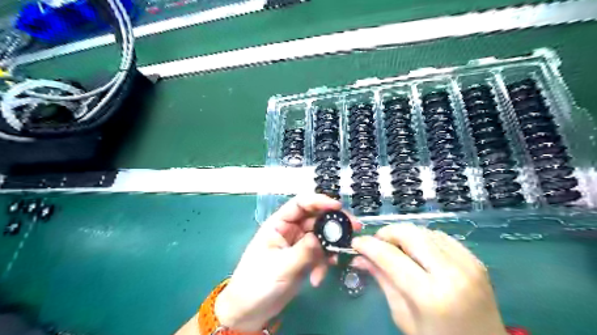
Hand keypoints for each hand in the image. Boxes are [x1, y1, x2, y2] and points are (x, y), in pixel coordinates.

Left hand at [217, 193, 360, 331]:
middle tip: (354, 228)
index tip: (338, 206)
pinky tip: (318, 278)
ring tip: (336, 260)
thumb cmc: (257, 283)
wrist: (251, 311)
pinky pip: (321, 254)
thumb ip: (303, 250)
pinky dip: (323, 264)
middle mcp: (290, 230)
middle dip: (333, 224)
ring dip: (330, 247)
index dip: (319, 201)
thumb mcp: (281, 266)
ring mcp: (299, 245)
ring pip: (321, 237)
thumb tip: (321, 237)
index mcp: (279, 224)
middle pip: (316, 219)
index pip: (300, 204)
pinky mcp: (305, 259)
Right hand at [351, 225, 504, 334]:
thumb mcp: (404, 317)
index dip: (369, 245)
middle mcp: (451, 273)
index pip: (390, 257)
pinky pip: (440, 236)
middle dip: (387, 233)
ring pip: (424, 231)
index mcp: (430, 295)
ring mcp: (467, 263)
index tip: (356, 242)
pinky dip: (423, 239)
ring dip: (404, 235)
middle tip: (376, 243)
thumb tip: (360, 258)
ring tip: (396, 248)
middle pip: (410, 233)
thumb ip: (383, 281)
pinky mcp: (475, 260)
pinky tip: (418, 252)